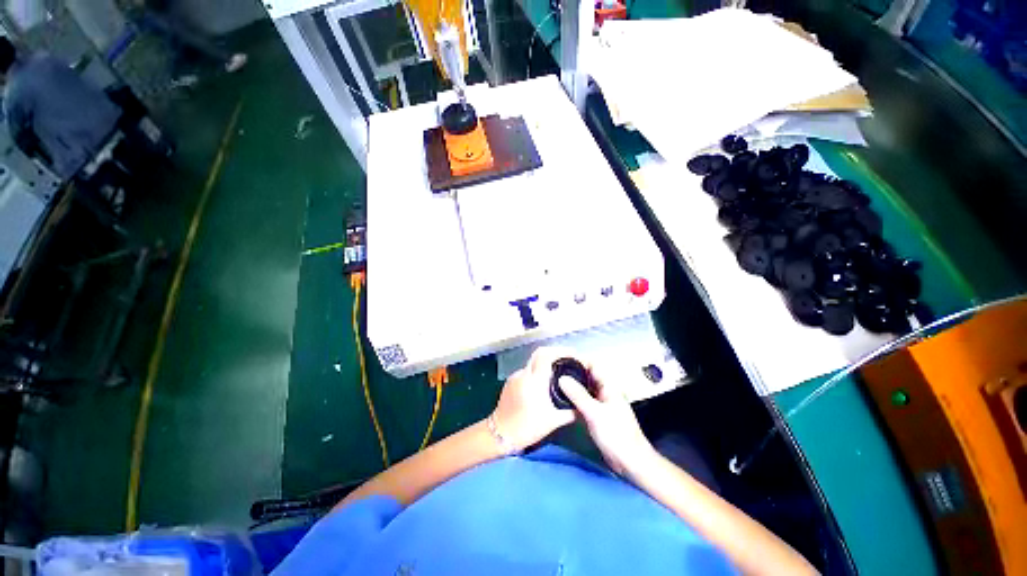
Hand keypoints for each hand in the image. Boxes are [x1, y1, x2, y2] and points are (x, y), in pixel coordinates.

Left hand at [491, 347, 575, 451]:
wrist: (500, 434)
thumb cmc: (527, 428)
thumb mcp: (553, 422)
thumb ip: (570, 412)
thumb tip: (583, 405)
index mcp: (534, 381)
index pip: (546, 355)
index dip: (560, 351)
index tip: (573, 355)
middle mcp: (524, 374)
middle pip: (539, 353)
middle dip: (554, 352)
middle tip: (567, 359)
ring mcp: (515, 376)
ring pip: (533, 362)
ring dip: (545, 363)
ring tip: (557, 372)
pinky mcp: (510, 381)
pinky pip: (527, 371)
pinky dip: (536, 372)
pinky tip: (542, 383)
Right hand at [558, 360, 654, 475]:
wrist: (630, 462)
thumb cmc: (616, 434)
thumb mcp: (595, 413)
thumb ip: (578, 395)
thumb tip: (562, 378)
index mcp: (609, 386)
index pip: (593, 365)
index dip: (578, 360)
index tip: (561, 360)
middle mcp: (605, 392)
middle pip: (587, 376)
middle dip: (573, 373)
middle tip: (554, 372)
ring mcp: (601, 404)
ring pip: (584, 389)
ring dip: (572, 387)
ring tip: (554, 384)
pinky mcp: (597, 416)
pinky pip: (583, 402)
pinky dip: (573, 400)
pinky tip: (561, 401)